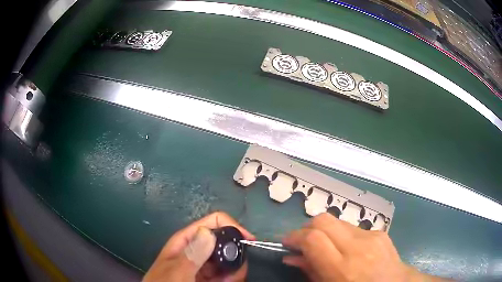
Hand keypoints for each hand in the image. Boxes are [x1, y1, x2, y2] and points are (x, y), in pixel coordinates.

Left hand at [143, 211, 254, 281]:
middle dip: (236, 255)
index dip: (232, 227)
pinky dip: (232, 278)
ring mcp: (206, 265)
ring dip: (235, 270)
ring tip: (228, 281)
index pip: (214, 222)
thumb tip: (209, 232)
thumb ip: (192, 254)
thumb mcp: (177, 271)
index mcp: (188, 240)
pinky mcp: (211, 276)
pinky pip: (228, 273)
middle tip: (236, 273)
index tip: (247, 241)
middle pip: (226, 242)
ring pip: (230, 260)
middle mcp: (199, 250)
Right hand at [282, 213, 444, 281]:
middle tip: (302, 242)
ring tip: (326, 248)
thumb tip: (292, 257)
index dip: (295, 237)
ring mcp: (371, 236)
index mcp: (343, 268)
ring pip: (337, 222)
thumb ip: (310, 272)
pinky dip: (342, 236)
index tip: (287, 243)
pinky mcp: (380, 232)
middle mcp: (358, 247)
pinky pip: (353, 228)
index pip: (313, 238)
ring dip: (325, 232)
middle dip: (307, 227)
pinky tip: (347, 250)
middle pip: (323, 220)